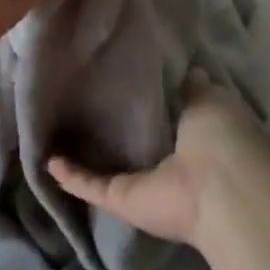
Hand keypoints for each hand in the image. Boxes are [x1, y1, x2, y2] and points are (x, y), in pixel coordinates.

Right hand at [47, 73, 269, 248]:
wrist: (223, 190)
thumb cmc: (223, 137)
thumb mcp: (210, 98)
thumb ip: (192, 86)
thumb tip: (188, 70)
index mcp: (193, 134)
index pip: (164, 114)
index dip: (145, 98)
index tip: (120, 75)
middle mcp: (167, 161)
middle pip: (134, 142)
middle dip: (112, 126)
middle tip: (80, 96)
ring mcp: (143, 183)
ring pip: (108, 167)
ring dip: (84, 155)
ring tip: (55, 130)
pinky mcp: (122, 199)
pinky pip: (91, 185)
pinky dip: (70, 175)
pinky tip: (46, 160)